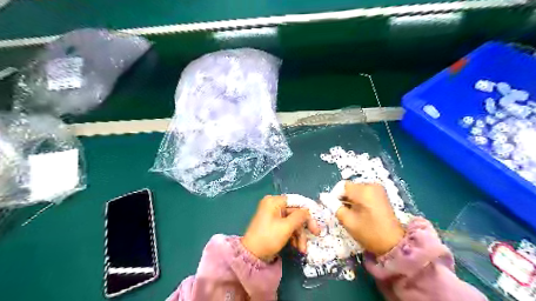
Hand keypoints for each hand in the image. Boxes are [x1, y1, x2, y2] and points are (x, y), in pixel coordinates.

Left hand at [242, 196, 319, 261]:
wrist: (252, 255)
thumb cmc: (268, 237)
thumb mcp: (286, 227)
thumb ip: (299, 217)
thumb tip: (308, 211)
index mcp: (274, 201)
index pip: (296, 201)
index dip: (308, 210)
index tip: (317, 219)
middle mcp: (273, 205)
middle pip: (295, 212)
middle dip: (303, 227)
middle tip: (315, 234)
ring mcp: (273, 215)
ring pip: (293, 222)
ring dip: (299, 235)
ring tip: (302, 249)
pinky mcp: (274, 225)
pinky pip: (287, 227)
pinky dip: (293, 236)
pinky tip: (296, 247)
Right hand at [333, 181, 404, 255]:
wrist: (394, 244)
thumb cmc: (369, 233)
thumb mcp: (348, 220)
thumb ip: (334, 206)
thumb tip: (322, 196)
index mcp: (363, 190)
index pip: (341, 186)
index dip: (334, 196)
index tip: (333, 208)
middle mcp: (371, 185)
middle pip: (349, 188)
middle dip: (342, 199)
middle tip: (341, 213)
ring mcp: (377, 189)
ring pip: (355, 190)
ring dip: (350, 200)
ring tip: (350, 214)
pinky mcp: (381, 194)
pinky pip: (363, 193)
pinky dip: (358, 200)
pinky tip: (359, 212)